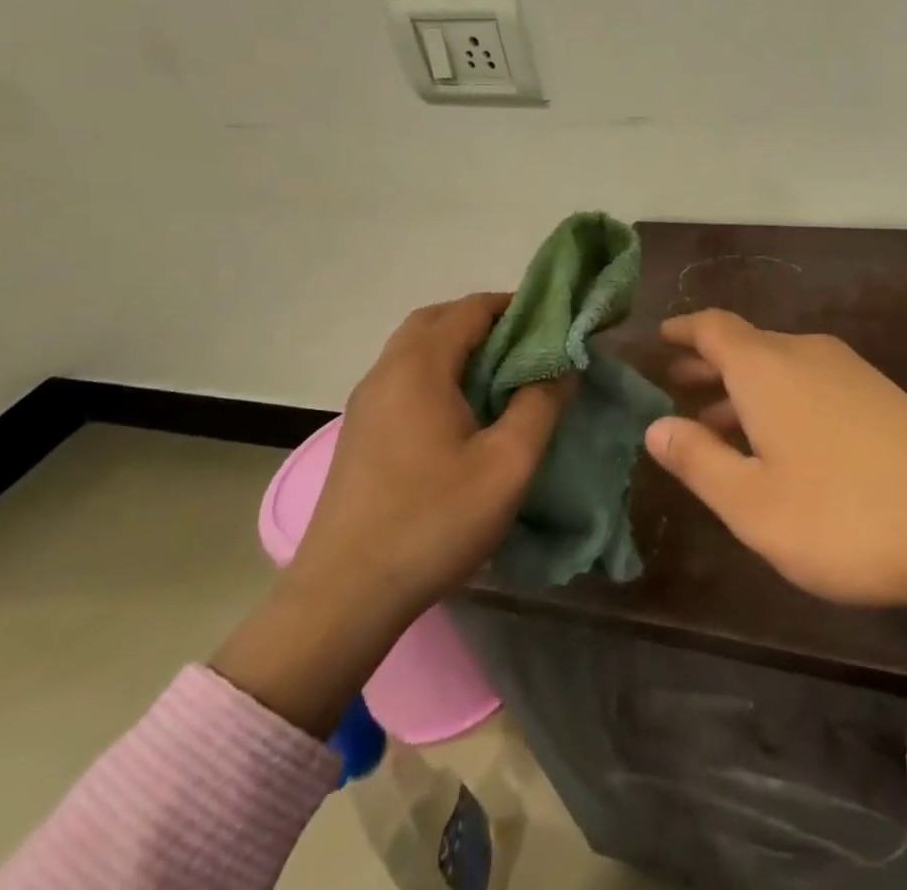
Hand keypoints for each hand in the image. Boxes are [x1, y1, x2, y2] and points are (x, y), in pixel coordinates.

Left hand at [213, 293, 569, 735]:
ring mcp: (366, 403)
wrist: (343, 599)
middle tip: (529, 345)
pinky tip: (464, 410)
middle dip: (485, 320)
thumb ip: (542, 404)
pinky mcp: (361, 432)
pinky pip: (405, 378)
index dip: (516, 306)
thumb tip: (564, 367)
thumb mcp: (508, 464)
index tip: (555, 323)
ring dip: (460, 346)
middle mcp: (386, 372)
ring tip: (504, 375)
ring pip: (417, 349)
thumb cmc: (432, 522)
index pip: (471, 308)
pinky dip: (439, 371)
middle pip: (438, 319)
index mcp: (419, 367)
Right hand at [647, 309, 906, 649]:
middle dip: (708, 363)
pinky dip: (778, 399)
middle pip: (746, 345)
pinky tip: (779, 441)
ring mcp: (848, 371)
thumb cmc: (842, 515)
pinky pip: (809, 382)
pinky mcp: (878, 394)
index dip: (683, 331)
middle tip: (676, 386)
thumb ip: (698, 461)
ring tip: (717, 422)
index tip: (659, 340)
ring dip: (743, 387)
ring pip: (779, 366)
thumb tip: (656, 427)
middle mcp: (805, 354)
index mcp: (766, 368)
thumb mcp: (752, 503)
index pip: (713, 328)